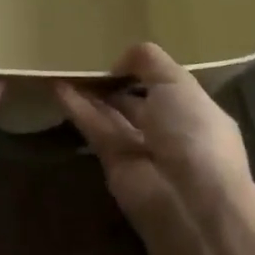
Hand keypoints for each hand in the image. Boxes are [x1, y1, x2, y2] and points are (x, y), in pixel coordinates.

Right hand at [55, 44, 252, 223]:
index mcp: (197, 112)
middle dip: (116, 83)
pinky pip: (95, 130)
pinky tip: (57, 87)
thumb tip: (120, 62)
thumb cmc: (194, 133)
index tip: (122, 54)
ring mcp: (141, 149)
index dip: (147, 72)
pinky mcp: (113, 164)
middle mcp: (170, 132)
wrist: (187, 200)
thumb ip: (150, 62)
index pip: (169, 87)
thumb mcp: (179, 83)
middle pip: (137, 102)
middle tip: (87, 59)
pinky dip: (77, 109)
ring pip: (112, 115)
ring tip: (65, 68)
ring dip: (91, 94)